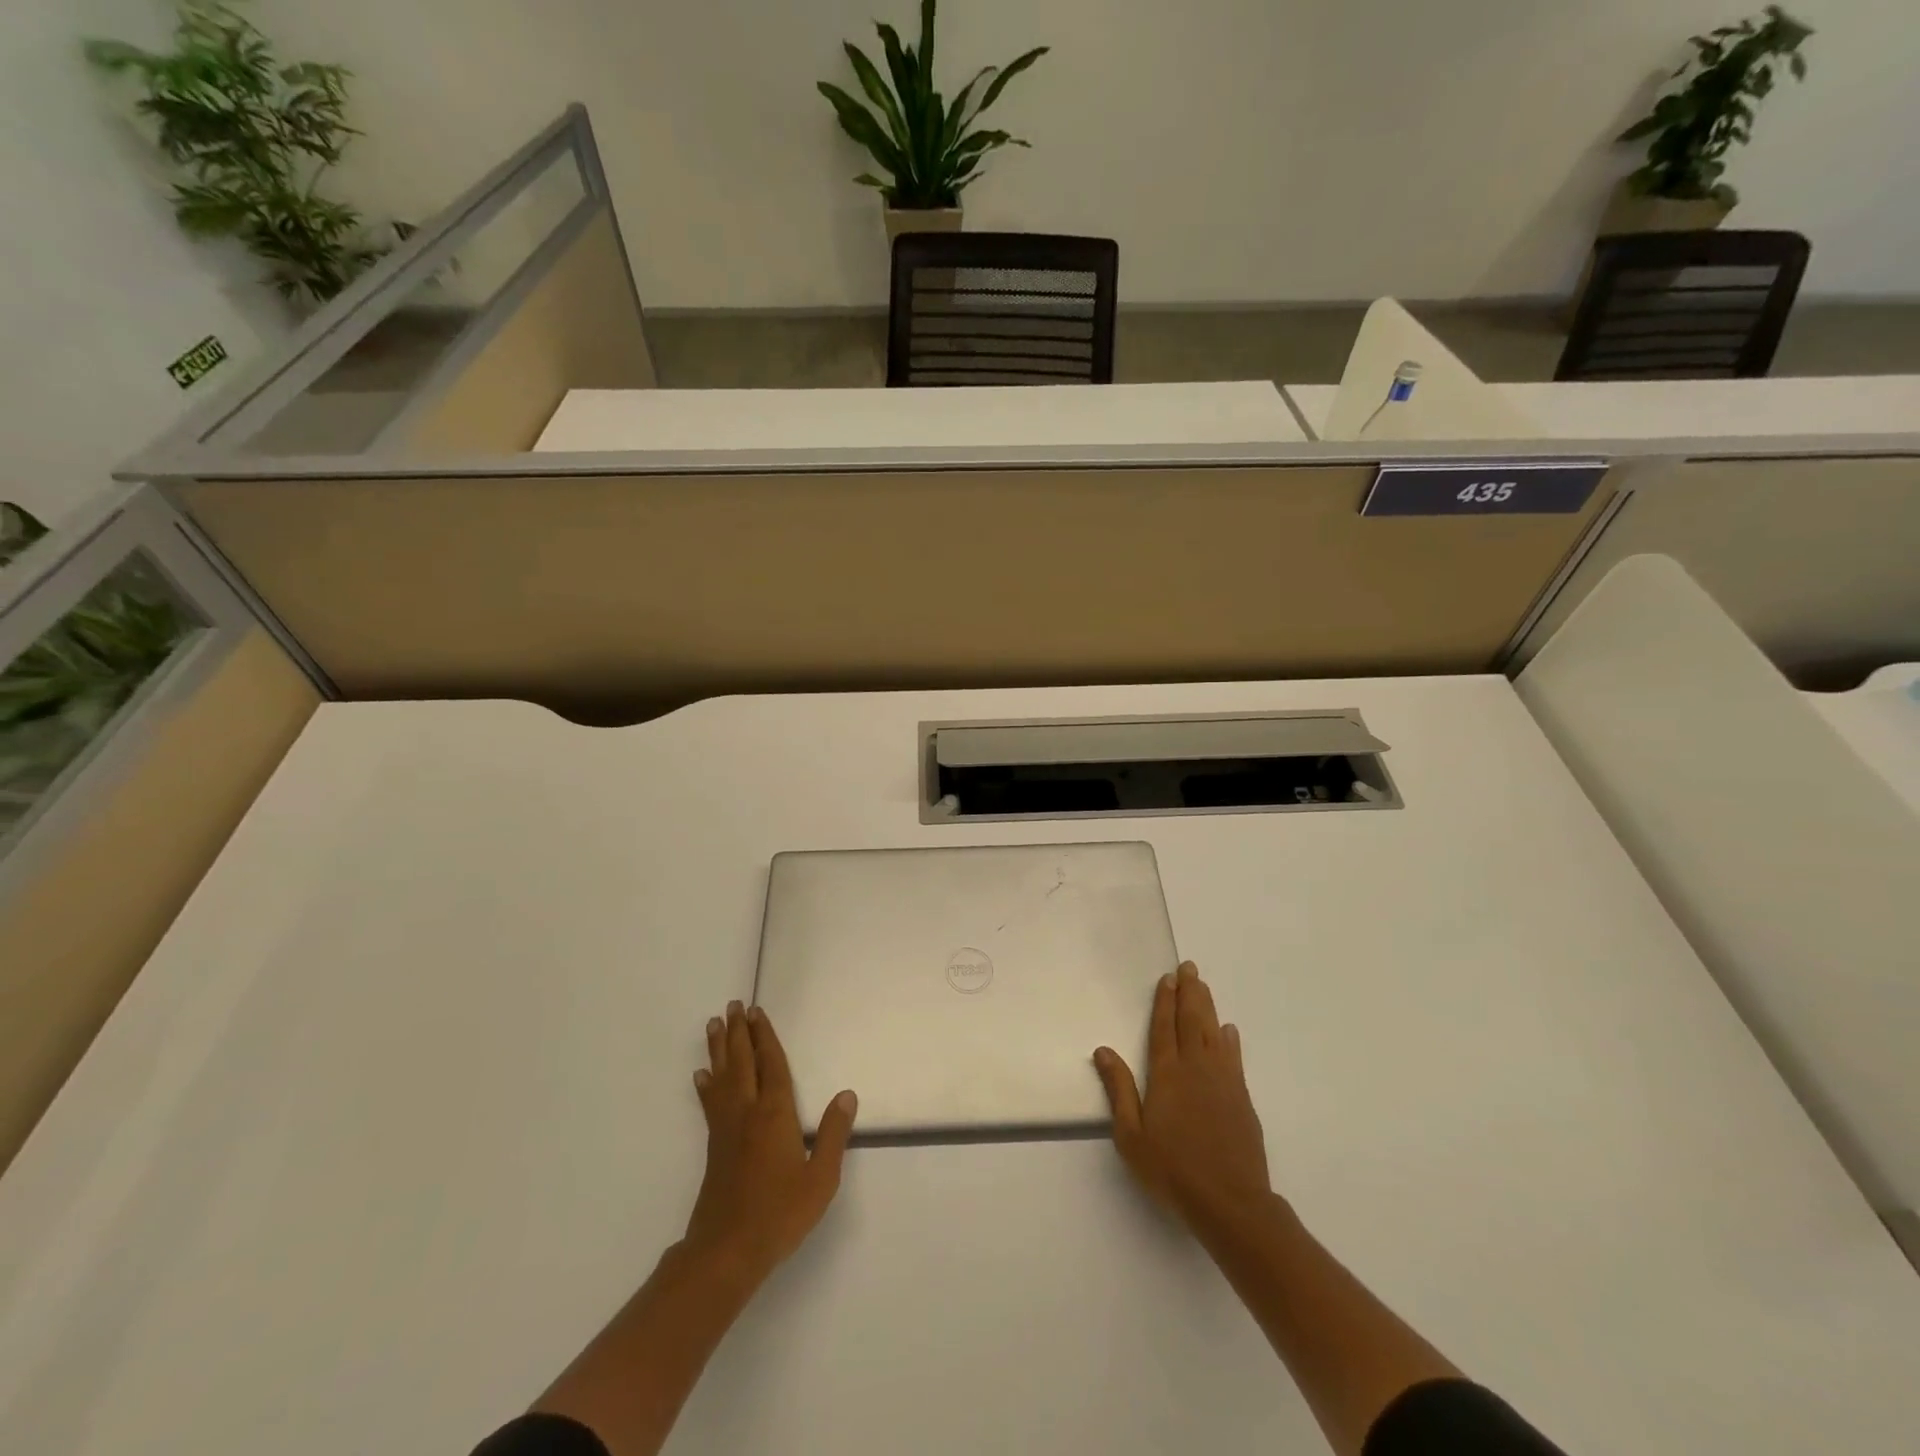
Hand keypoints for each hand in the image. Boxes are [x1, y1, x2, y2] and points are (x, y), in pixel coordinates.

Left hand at [684, 1001, 857, 1284]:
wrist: (726, 1252)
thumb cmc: (780, 1214)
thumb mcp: (820, 1178)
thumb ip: (833, 1134)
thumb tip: (847, 1095)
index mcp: (775, 1114)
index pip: (772, 1065)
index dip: (765, 1037)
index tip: (757, 1012)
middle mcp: (748, 1113)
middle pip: (742, 1063)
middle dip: (739, 1032)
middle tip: (733, 1005)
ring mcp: (726, 1129)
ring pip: (722, 1078)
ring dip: (719, 1049)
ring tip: (713, 1025)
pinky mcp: (714, 1148)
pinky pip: (710, 1104)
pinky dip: (706, 1085)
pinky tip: (702, 1076)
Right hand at [1093, 962, 1271, 1231]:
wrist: (1230, 1202)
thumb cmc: (1172, 1170)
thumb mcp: (1131, 1136)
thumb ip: (1118, 1089)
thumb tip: (1103, 1050)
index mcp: (1167, 1074)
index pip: (1164, 1027)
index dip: (1164, 1001)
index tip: (1167, 978)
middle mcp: (1196, 1067)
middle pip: (1191, 1020)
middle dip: (1189, 992)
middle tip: (1190, 967)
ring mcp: (1223, 1081)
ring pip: (1213, 1032)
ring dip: (1208, 1006)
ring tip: (1204, 986)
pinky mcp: (1241, 1098)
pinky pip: (1233, 1057)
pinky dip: (1229, 1038)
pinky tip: (1228, 1030)